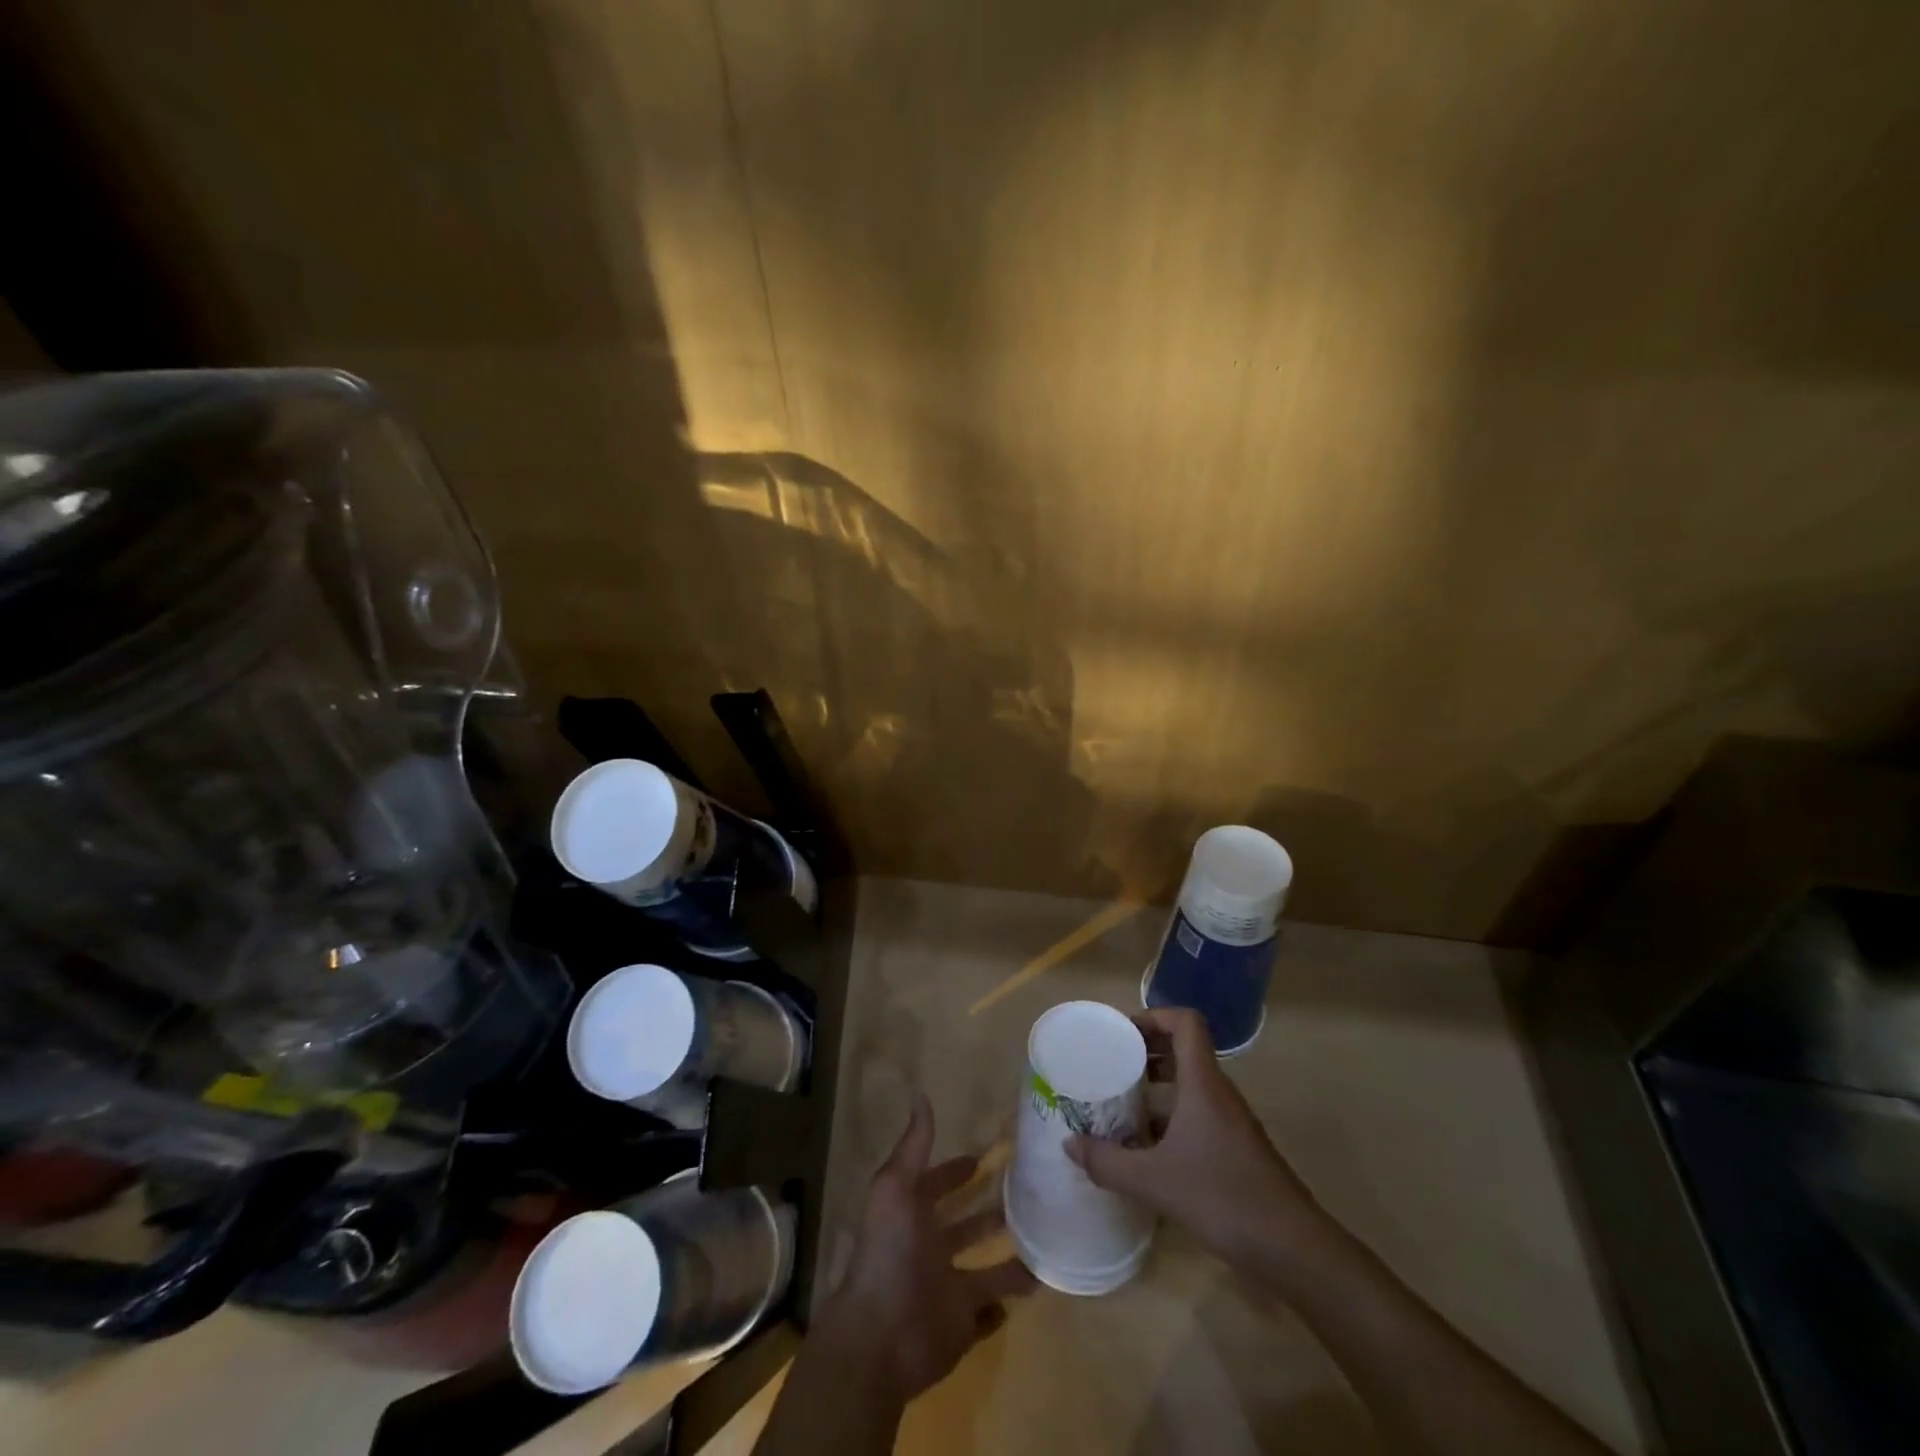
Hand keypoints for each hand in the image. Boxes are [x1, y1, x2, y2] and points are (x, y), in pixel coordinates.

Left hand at [813, 1094, 1035, 1405]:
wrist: (880, 1337)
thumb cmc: (888, 1254)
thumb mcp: (896, 1188)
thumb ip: (914, 1146)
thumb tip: (921, 1094)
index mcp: (913, 1217)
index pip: (939, 1186)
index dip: (957, 1171)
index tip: (986, 1156)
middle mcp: (931, 1250)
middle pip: (966, 1227)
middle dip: (991, 1212)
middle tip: (1029, 1194)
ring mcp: (947, 1289)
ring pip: (984, 1270)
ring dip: (1009, 1259)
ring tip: (1045, 1239)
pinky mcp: (961, 1327)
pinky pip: (988, 1315)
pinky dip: (1005, 1304)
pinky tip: (1034, 1286)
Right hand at [1065, 1007, 1325, 1271]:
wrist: (1292, 1248)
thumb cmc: (1222, 1197)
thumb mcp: (1153, 1181)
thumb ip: (1108, 1162)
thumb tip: (1069, 1145)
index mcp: (1203, 1083)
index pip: (1185, 1022)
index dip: (1154, 1016)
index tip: (1123, 1034)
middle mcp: (1219, 1092)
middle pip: (1185, 1049)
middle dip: (1148, 1050)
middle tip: (1114, 1064)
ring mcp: (1231, 1120)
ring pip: (1192, 1082)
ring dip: (1159, 1083)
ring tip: (1124, 1101)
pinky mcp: (1237, 1147)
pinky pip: (1200, 1112)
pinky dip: (1173, 1114)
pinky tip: (1150, 1146)